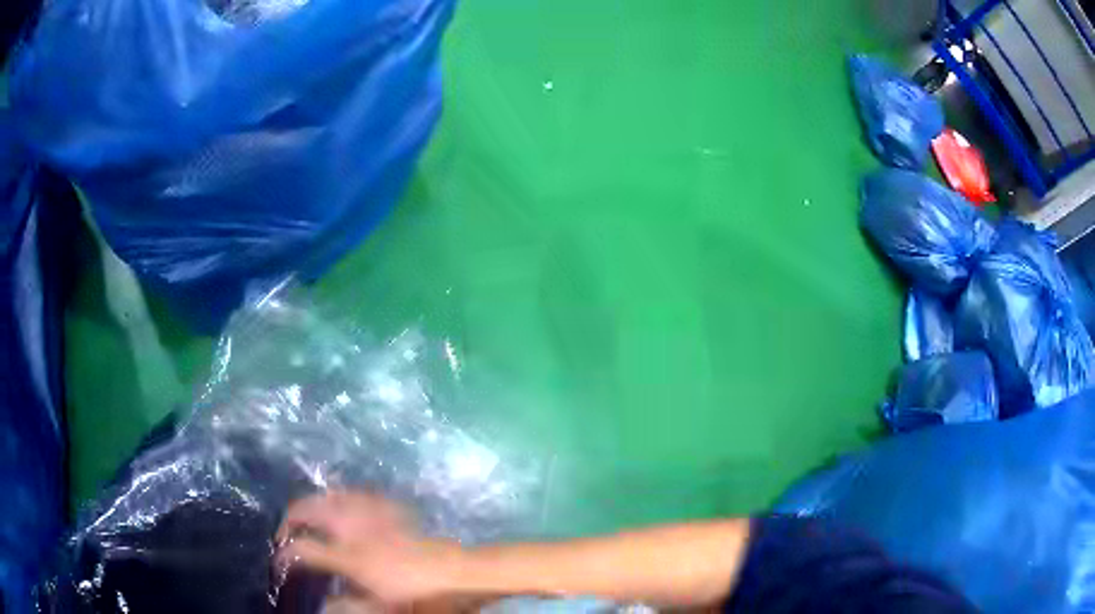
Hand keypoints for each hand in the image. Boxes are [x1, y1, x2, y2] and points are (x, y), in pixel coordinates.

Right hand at [277, 490, 462, 607]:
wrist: (449, 568)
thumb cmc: (412, 589)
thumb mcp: (379, 604)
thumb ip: (348, 605)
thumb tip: (323, 607)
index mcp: (347, 556)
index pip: (303, 549)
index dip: (284, 553)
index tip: (278, 559)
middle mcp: (352, 528)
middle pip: (308, 509)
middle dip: (290, 517)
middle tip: (285, 531)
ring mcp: (367, 512)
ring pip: (327, 495)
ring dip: (311, 504)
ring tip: (306, 518)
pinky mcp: (383, 505)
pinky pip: (352, 493)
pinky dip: (337, 498)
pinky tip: (339, 508)